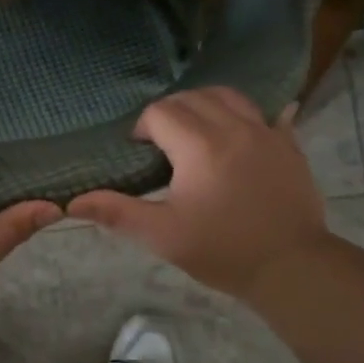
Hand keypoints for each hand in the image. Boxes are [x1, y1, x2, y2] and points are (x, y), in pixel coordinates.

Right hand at [67, 88, 327, 301]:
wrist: (292, 267)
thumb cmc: (222, 251)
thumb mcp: (163, 235)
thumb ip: (117, 212)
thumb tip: (71, 203)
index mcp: (199, 146)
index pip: (160, 113)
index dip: (143, 128)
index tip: (140, 153)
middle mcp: (233, 127)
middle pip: (192, 97)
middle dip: (170, 112)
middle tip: (162, 142)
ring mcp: (265, 132)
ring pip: (228, 96)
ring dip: (204, 104)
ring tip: (196, 131)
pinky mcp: (288, 144)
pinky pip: (266, 113)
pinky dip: (247, 115)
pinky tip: (241, 132)